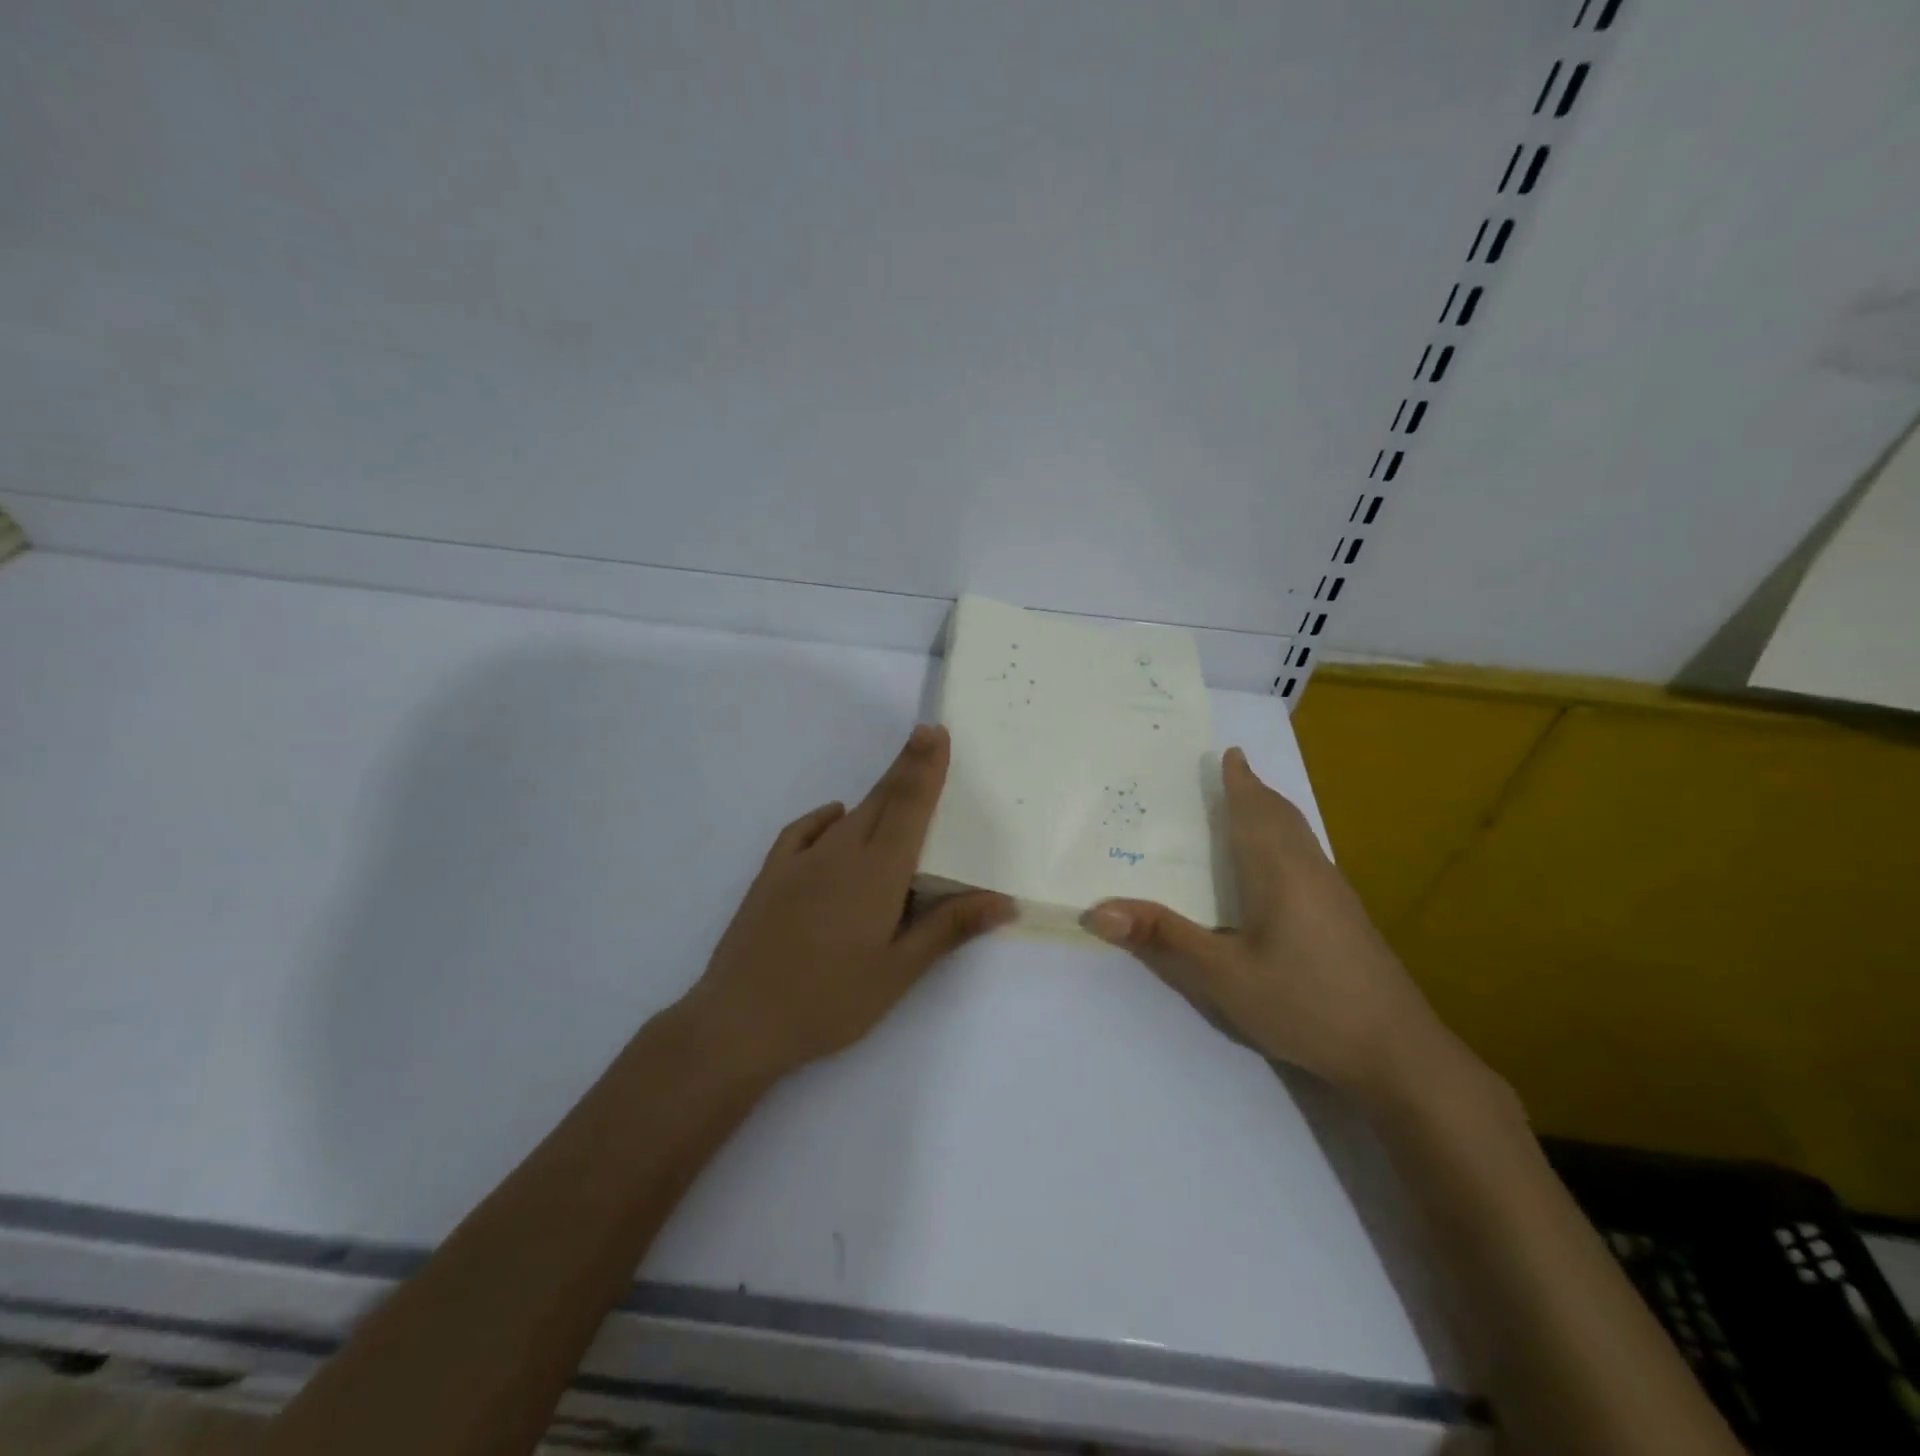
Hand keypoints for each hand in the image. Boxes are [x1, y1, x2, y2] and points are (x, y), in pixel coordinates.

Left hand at [684, 724, 1013, 1080]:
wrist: (740, 1021)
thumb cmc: (830, 1001)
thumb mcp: (898, 971)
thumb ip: (948, 928)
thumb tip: (1002, 900)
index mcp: (877, 872)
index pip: (909, 807)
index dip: (925, 767)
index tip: (936, 732)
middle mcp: (841, 853)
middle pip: (882, 799)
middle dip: (906, 766)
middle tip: (925, 735)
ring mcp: (801, 861)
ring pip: (849, 815)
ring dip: (876, 795)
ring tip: (896, 786)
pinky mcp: (771, 875)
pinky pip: (804, 831)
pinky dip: (826, 818)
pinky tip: (836, 819)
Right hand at [1082, 747, 1448, 1099]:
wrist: (1397, 1053)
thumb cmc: (1303, 1004)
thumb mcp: (1221, 976)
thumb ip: (1162, 937)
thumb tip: (1096, 909)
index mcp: (1277, 871)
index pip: (1254, 811)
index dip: (1240, 782)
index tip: (1229, 752)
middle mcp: (1309, 870)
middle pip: (1281, 816)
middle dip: (1256, 791)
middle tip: (1230, 772)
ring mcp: (1334, 893)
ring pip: (1299, 836)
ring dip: (1272, 813)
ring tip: (1249, 805)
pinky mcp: (1345, 917)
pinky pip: (1307, 856)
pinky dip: (1285, 838)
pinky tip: (1277, 866)